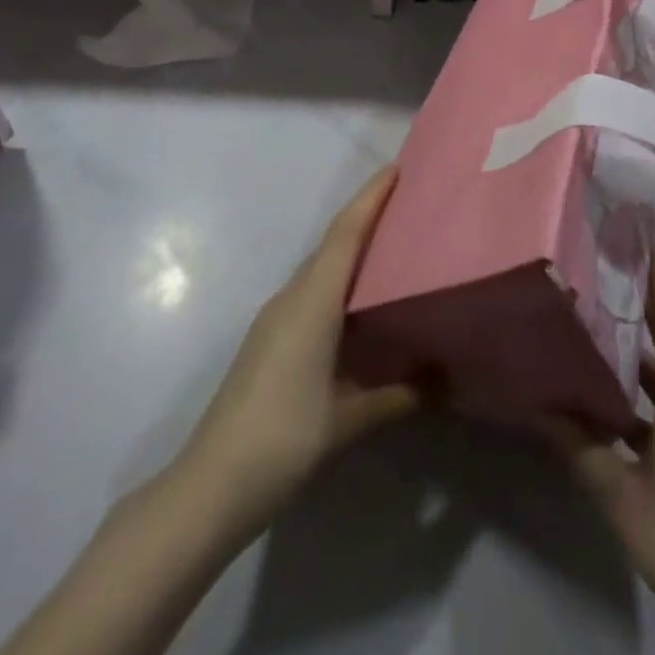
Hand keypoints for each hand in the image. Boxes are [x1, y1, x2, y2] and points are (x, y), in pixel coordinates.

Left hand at [181, 165, 417, 542]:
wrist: (209, 486)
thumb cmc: (283, 439)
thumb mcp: (349, 419)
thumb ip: (399, 395)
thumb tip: (445, 381)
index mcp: (313, 302)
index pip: (345, 233)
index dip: (371, 197)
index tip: (397, 169)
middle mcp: (292, 297)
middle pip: (333, 243)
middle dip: (367, 216)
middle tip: (409, 206)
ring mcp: (275, 318)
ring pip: (319, 267)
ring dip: (351, 249)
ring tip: (392, 247)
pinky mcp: (268, 339)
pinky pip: (310, 290)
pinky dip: (337, 279)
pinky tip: (358, 303)